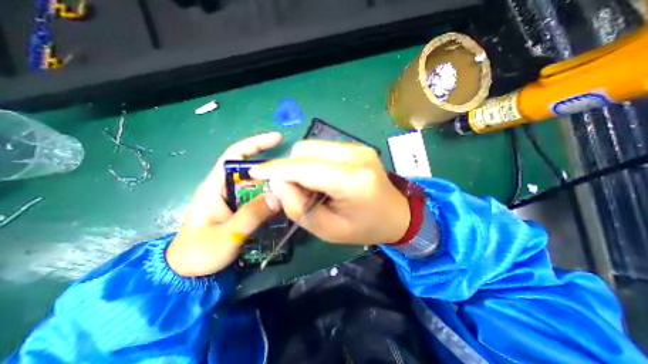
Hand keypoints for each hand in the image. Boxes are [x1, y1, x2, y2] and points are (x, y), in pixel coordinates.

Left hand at [165, 133, 281, 276]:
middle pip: (252, 170)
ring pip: (259, 185)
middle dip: (272, 167)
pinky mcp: (243, 210)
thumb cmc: (199, 253)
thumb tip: (278, 196)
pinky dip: (273, 197)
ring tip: (293, 186)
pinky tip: (286, 202)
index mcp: (215, 187)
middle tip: (294, 171)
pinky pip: (261, 198)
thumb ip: (251, 215)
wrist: (189, 273)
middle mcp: (227, 188)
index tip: (277, 138)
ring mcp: (236, 200)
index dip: (255, 144)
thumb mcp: (226, 235)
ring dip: (275, 183)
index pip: (234, 155)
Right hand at [249, 141, 409, 245]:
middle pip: (305, 150)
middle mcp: (355, 155)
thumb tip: (278, 183)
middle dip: (290, 168)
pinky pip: (323, 148)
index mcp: (352, 180)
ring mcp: (358, 147)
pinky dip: (313, 161)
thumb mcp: (327, 229)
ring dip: (302, 164)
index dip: (276, 169)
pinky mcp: (357, 146)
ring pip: (312, 146)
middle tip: (296, 190)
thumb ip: (298, 207)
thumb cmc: (364, 228)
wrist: (397, 214)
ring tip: (311, 186)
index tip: (256, 172)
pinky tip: (321, 178)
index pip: (304, 167)